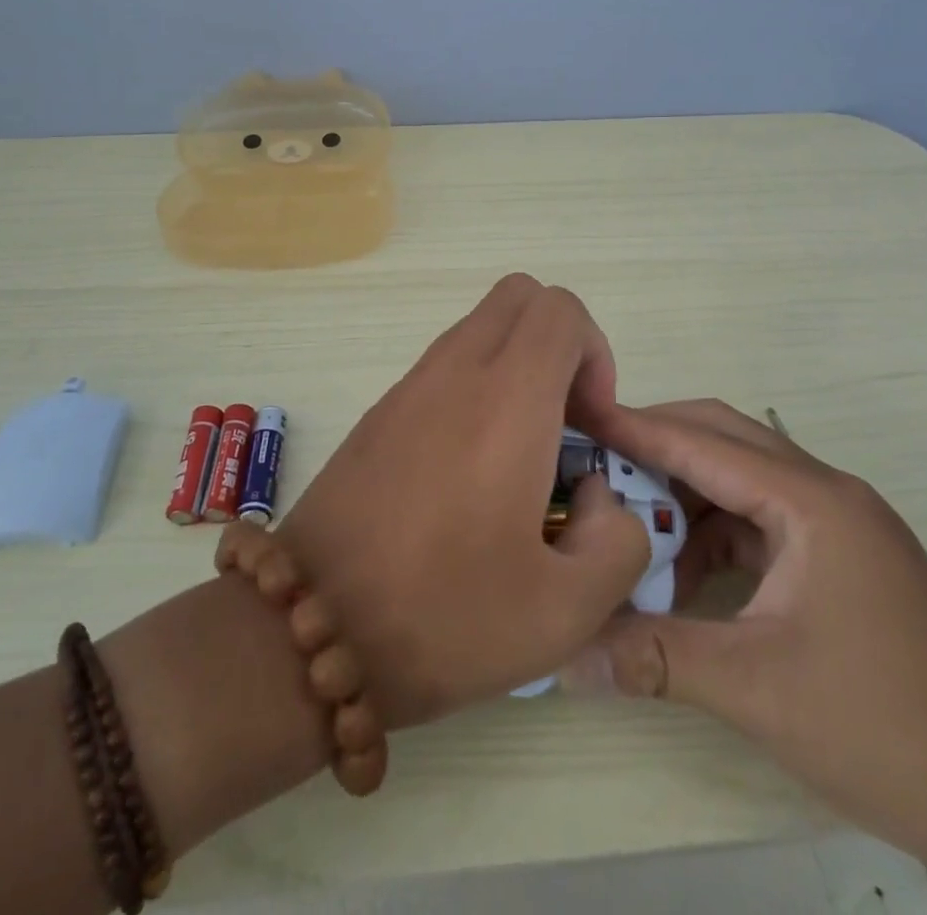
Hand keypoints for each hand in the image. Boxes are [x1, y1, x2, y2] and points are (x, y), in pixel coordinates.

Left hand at [274, 275, 652, 727]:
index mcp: (507, 399)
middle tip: (564, 422)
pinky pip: (444, 365)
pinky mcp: (379, 412)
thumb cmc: (443, 615)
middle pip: (519, 297)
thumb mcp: (566, 610)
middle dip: (559, 343)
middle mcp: (455, 371)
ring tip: (520, 455)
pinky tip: (469, 473)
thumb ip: (618, 540)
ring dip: (517, 366)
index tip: (592, 426)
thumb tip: (595, 493)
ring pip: (480, 327)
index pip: (561, 310)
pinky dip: (476, 388)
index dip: (595, 354)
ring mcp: (409, 386)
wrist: (308, 629)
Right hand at [567, 400, 926, 877]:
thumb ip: (653, 656)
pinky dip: (716, 534)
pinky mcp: (842, 557)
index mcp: (813, 502)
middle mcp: (827, 493)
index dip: (635, 429)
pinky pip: (761, 520)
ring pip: (742, 479)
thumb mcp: (754, 688)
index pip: (703, 442)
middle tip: (594, 460)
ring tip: (630, 528)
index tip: (577, 418)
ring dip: (686, 495)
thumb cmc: (881, 728)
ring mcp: (840, 524)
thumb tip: (564, 656)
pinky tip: (684, 575)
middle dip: (657, 444)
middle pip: (725, 439)